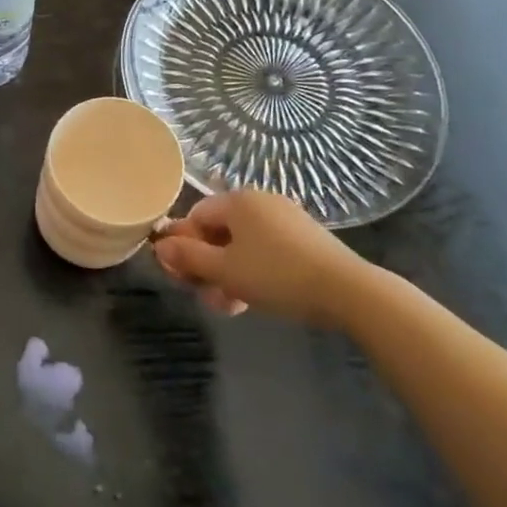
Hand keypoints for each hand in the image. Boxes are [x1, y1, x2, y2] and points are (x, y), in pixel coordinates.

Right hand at [152, 187, 375, 324]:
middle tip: (206, 296)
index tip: (184, 277)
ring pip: (241, 246)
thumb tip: (158, 245)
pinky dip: (253, 272)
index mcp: (238, 200)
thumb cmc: (277, 275)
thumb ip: (188, 257)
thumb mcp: (225, 270)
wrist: (347, 291)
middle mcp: (260, 202)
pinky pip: (265, 250)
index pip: (195, 217)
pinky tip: (252, 300)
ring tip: (229, 306)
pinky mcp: (304, 239)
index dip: (183, 247)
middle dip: (207, 266)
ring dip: (228, 275)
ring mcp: (285, 219)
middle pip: (218, 232)